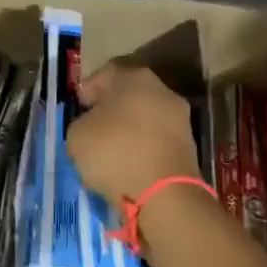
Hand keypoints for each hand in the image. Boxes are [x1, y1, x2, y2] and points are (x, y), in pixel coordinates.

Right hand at [67, 62, 201, 206]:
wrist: (164, 195)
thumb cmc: (115, 153)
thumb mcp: (77, 135)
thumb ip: (82, 122)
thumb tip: (92, 125)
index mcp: (135, 78)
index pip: (107, 72)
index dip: (89, 87)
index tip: (79, 106)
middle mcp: (163, 91)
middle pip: (130, 93)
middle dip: (110, 108)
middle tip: (92, 126)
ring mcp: (180, 119)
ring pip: (145, 117)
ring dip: (128, 129)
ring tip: (108, 150)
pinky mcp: (188, 147)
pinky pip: (156, 140)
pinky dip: (142, 147)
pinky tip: (128, 164)